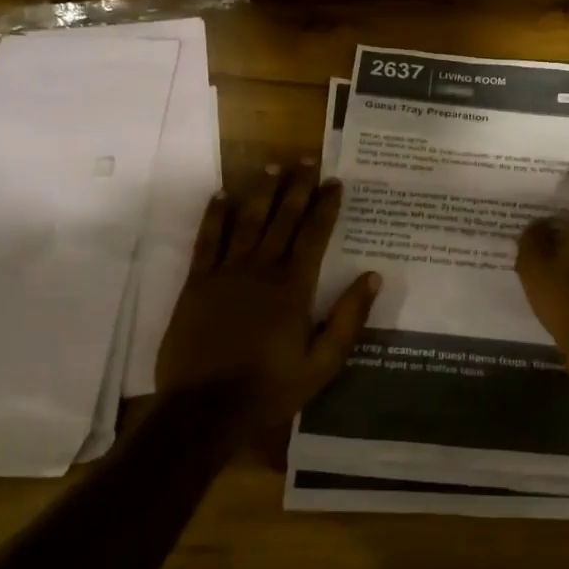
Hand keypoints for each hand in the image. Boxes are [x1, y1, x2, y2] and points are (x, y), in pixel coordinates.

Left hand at [156, 159, 379, 427]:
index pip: (314, 235)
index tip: (335, 181)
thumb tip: (372, 277)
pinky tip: (221, 195)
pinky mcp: (196, 284)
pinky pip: (206, 241)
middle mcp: (261, 269)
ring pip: (246, 221)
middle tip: (306, 159)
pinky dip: (214, 216)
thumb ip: (348, 319)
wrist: (204, 409)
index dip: (326, 206)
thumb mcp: (322, 363)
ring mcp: (225, 273)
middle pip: (282, 218)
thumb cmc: (269, 388)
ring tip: (271, 165)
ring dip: (260, 192)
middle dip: (297, 187)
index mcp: (293, 287)